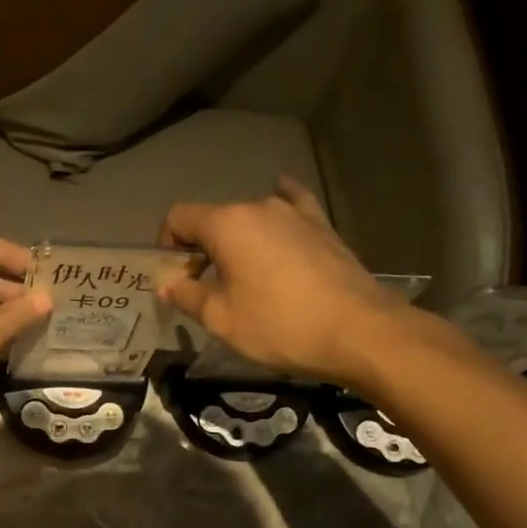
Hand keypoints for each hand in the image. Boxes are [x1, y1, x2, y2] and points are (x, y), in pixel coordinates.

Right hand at [160, 177, 450, 392]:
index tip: (177, 278)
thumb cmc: (280, 325)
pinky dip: (280, 206)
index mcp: (227, 224)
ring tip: (244, 273)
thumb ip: (187, 296)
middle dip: (201, 249)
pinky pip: (293, 206)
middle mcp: (258, 207)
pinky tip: (282, 196)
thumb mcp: (221, 319)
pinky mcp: (322, 226)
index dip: (167, 246)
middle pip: (214, 219)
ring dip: (236, 241)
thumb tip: (167, 284)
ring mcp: (295, 214)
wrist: (359, 332)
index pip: (179, 218)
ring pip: (250, 218)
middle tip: (205, 288)